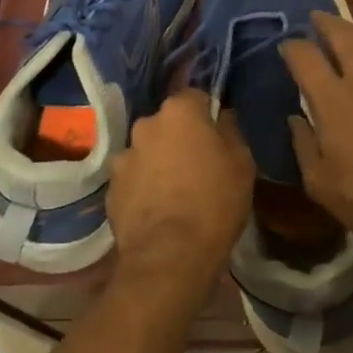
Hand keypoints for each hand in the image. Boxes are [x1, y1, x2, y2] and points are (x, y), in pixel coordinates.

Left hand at [107, 89, 254, 295]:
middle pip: (167, 123)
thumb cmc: (215, 202)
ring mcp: (124, 156)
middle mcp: (146, 124)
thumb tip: (222, 116)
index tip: (216, 135)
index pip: (194, 96)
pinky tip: (157, 209)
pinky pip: (133, 178)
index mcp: (179, 112)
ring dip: (158, 161)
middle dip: (180, 137)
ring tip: (175, 191)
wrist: (170, 256)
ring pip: (147, 150)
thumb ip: (231, 131)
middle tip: (197, 164)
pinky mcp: (110, 187)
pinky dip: (143, 186)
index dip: (206, 114)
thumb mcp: (242, 163)